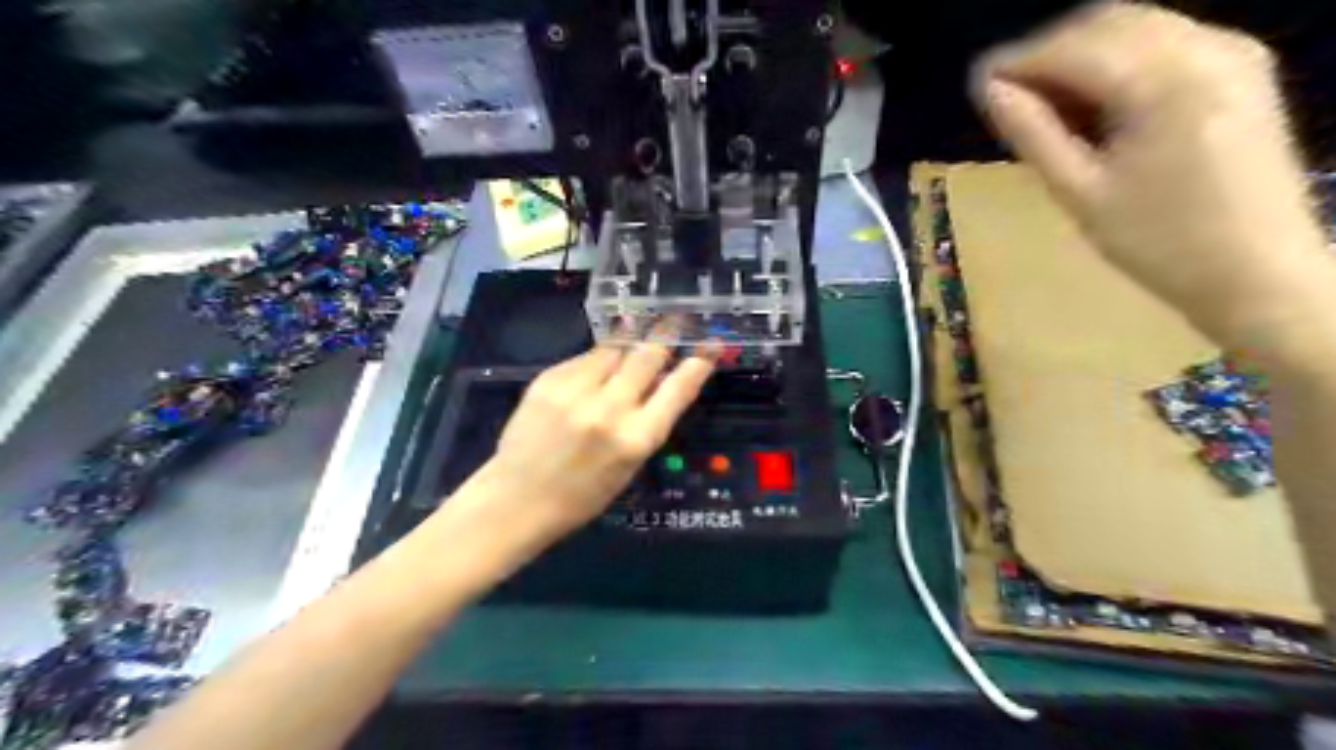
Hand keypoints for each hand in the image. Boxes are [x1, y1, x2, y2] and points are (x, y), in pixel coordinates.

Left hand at [483, 342, 715, 541]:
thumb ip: (648, 422)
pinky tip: (596, 367)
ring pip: (615, 348)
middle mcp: (610, 408)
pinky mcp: (548, 380)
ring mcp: (576, 391)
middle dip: (665, 336)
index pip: (678, 389)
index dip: (698, 363)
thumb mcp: (629, 466)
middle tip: (674, 320)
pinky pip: (583, 358)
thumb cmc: (582, 495)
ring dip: (630, 341)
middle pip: (648, 356)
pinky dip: (596, 359)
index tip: (707, 347)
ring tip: (637, 332)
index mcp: (637, 439)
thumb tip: (664, 382)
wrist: (517, 499)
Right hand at [980, 0, 1330, 344]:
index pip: (1075, 48)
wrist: (1257, 271)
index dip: (1018, 60)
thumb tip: (990, 91)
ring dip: (1081, 55)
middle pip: (1106, 22)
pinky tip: (1094, 104)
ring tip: (1044, 106)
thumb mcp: (1081, 193)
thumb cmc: (1159, 243)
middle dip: (1049, 52)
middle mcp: (1207, 47)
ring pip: (1135, 27)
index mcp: (1167, 83)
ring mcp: (1232, 51)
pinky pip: (1165, 41)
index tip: (976, 82)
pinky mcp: (1242, 67)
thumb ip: (1033, 134)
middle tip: (1007, 97)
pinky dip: (1118, 61)